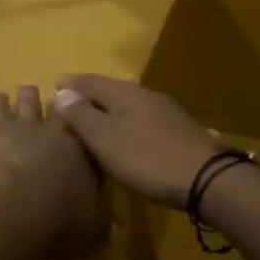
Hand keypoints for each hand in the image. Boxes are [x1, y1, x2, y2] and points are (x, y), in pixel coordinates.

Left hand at [0, 88, 106, 259]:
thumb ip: (103, 223)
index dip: (91, 132)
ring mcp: (27, 125)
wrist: (15, 209)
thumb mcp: (93, 230)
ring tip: (28, 95)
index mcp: (86, 155)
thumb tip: (116, 226)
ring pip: (31, 99)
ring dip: (29, 97)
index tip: (90, 128)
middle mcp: (60, 134)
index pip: (93, 137)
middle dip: (63, 106)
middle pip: (64, 111)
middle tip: (61, 103)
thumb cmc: (59, 222)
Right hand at [50, 75, 221, 209]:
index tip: (53, 85)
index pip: (90, 81)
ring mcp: (164, 112)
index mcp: (125, 93)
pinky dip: (124, 124)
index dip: (70, 84)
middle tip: (67, 106)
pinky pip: (140, 120)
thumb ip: (82, 116)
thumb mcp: (107, 140)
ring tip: (91, 124)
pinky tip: (123, 139)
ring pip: (127, 105)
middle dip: (88, 96)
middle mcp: (145, 95)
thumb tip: (62, 91)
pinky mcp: (177, 131)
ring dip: (107, 111)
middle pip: (109, 90)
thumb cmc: (148, 158)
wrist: (207, 178)